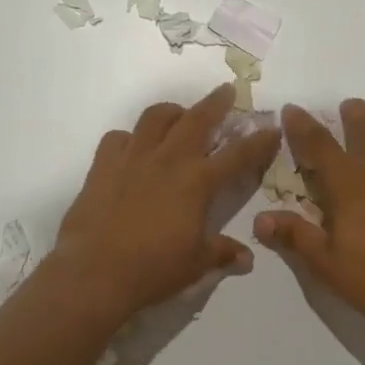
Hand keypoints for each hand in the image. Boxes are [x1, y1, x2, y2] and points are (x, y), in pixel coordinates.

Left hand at [50, 83, 282, 324]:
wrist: (93, 273)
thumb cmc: (152, 270)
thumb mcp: (196, 266)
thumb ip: (223, 253)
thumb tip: (247, 257)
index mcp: (197, 182)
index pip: (238, 155)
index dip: (259, 141)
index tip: (272, 128)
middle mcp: (169, 159)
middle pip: (197, 119)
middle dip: (216, 102)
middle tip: (226, 91)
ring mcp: (133, 157)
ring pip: (156, 117)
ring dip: (173, 111)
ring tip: (179, 115)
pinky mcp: (103, 164)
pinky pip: (118, 137)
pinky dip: (130, 138)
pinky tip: (133, 148)